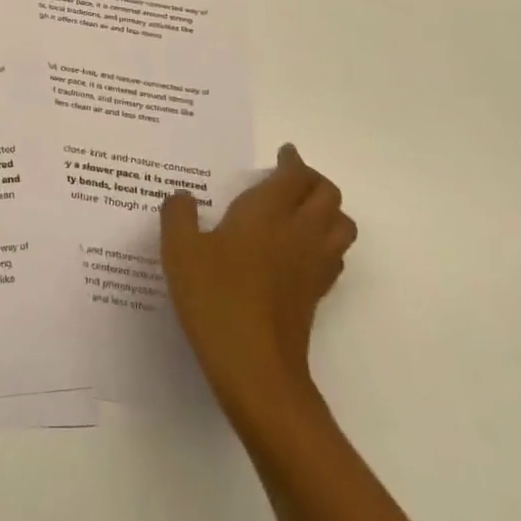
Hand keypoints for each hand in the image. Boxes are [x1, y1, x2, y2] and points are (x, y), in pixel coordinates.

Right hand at [161, 142, 356, 431]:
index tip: (283, 153)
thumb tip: (183, 197)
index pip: (295, 175)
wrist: (255, 367)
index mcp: (267, 213)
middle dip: (313, 180)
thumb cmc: (214, 299)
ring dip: (327, 210)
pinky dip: (325, 241)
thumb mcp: (179, 251)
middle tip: (289, 178)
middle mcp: (299, 233)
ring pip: (342, 224)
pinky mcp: (316, 295)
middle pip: (328, 194)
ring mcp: (314, 266)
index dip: (292, 160)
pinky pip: (334, 255)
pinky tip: (298, 251)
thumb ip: (178, 216)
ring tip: (301, 210)